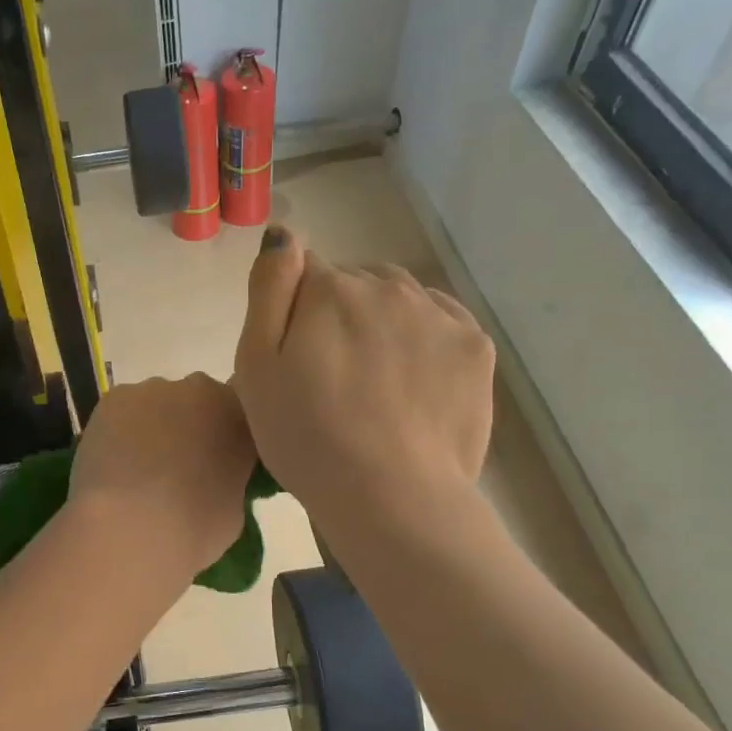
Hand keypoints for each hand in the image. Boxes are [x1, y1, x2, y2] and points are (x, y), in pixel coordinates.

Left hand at [69, 374, 255, 580]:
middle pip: (195, 402)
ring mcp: (154, 390)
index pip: (236, 416)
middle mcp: (201, 391)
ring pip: (154, 404)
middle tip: (174, 467)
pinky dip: (117, 431)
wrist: (133, 527)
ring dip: (150, 428)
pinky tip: (112, 463)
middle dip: (186, 427)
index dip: (222, 438)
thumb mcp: (233, 509)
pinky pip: (120, 412)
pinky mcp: (114, 399)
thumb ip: (227, 479)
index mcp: (240, 417)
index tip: (213, 463)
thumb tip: (211, 479)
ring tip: (136, 470)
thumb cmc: (194, 528)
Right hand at [232, 226, 494, 525]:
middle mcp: (388, 286)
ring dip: (383, 324)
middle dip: (339, 314)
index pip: (304, 273)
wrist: (391, 496)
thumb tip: (285, 234)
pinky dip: (423, 340)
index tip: (295, 360)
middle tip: (332, 377)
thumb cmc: (307, 437)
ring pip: (400, 300)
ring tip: (375, 382)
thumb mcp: (256, 366)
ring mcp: (438, 314)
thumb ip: (268, 289)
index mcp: (330, 289)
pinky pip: (440, 322)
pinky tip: (412, 382)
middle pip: (355, 284)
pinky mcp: (475, 347)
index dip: (294, 314)